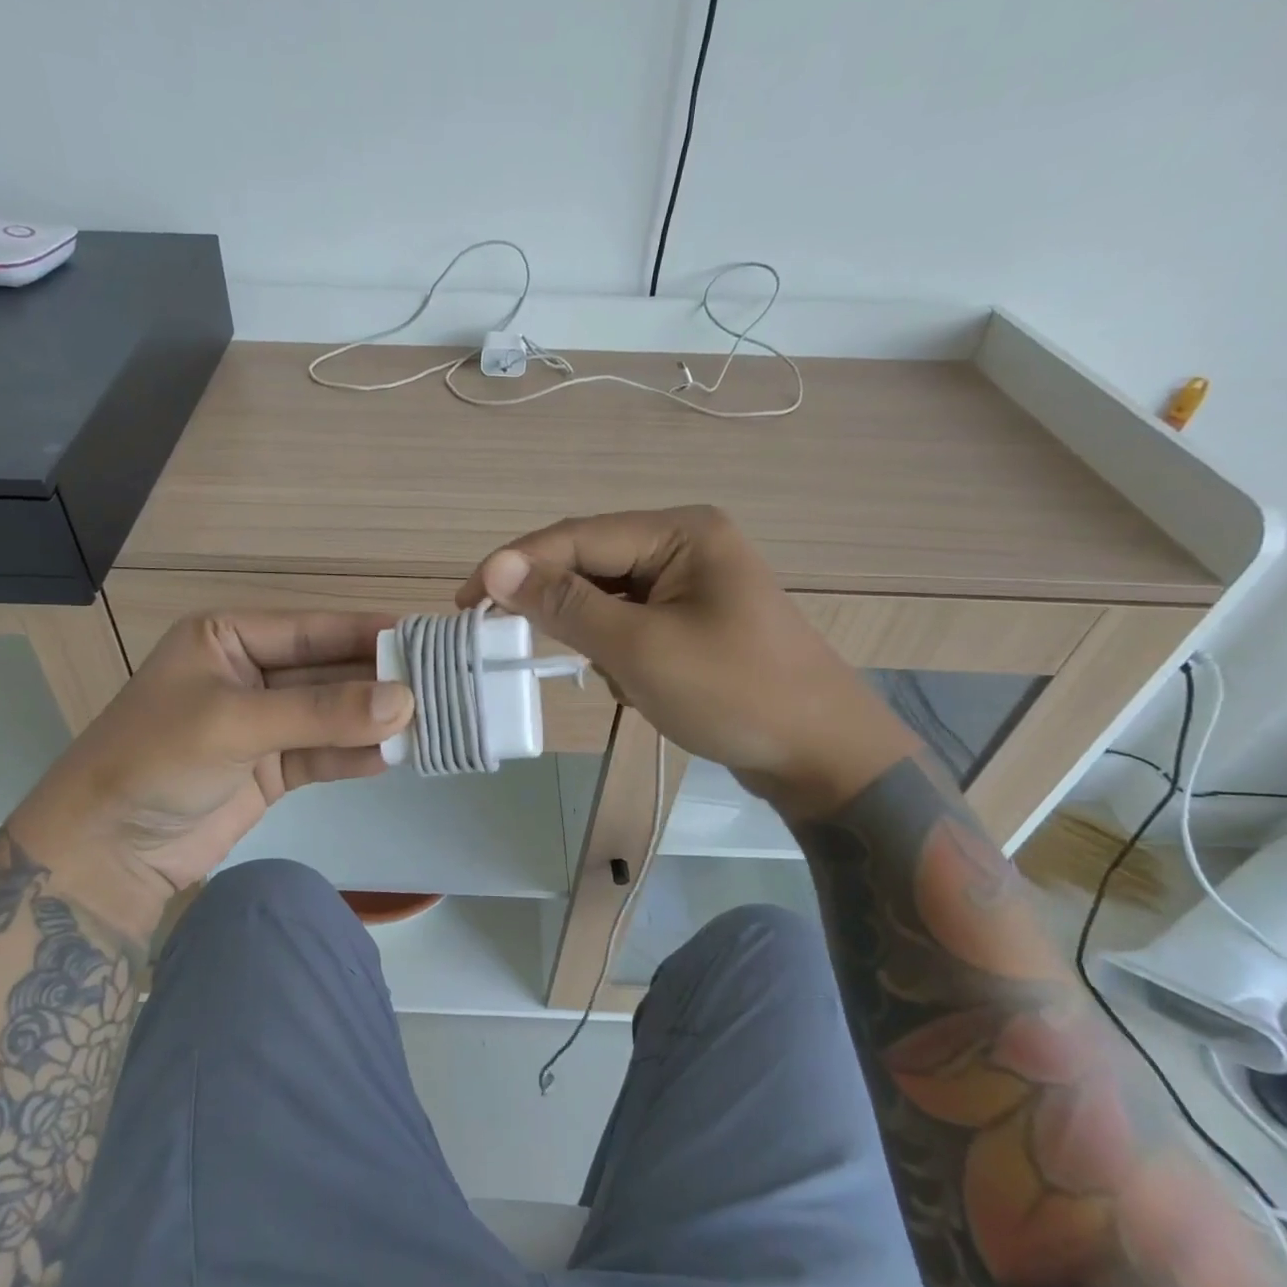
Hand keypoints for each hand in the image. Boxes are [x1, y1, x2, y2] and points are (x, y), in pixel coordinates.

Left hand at [8, 611, 411, 925]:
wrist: (105, 852)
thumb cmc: (155, 761)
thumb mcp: (234, 723)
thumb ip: (320, 712)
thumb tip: (403, 701)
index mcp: (228, 638)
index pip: (312, 628)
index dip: (366, 632)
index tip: (425, 637)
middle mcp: (250, 674)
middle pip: (328, 671)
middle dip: (378, 681)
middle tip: (441, 685)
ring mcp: (263, 725)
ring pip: (331, 715)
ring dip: (374, 721)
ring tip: (431, 722)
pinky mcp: (271, 770)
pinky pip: (323, 755)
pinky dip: (355, 756)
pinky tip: (395, 757)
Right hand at [457, 506, 916, 816]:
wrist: (822, 755)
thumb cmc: (734, 694)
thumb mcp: (640, 648)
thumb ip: (565, 605)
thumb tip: (497, 570)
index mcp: (680, 531)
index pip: (575, 537)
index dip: (514, 566)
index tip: (464, 602)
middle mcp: (684, 543)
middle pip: (589, 561)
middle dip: (549, 600)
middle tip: (496, 634)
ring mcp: (690, 582)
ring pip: (604, 594)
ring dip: (584, 630)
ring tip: (592, 670)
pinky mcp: (691, 618)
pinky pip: (628, 620)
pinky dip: (611, 648)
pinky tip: (625, 680)